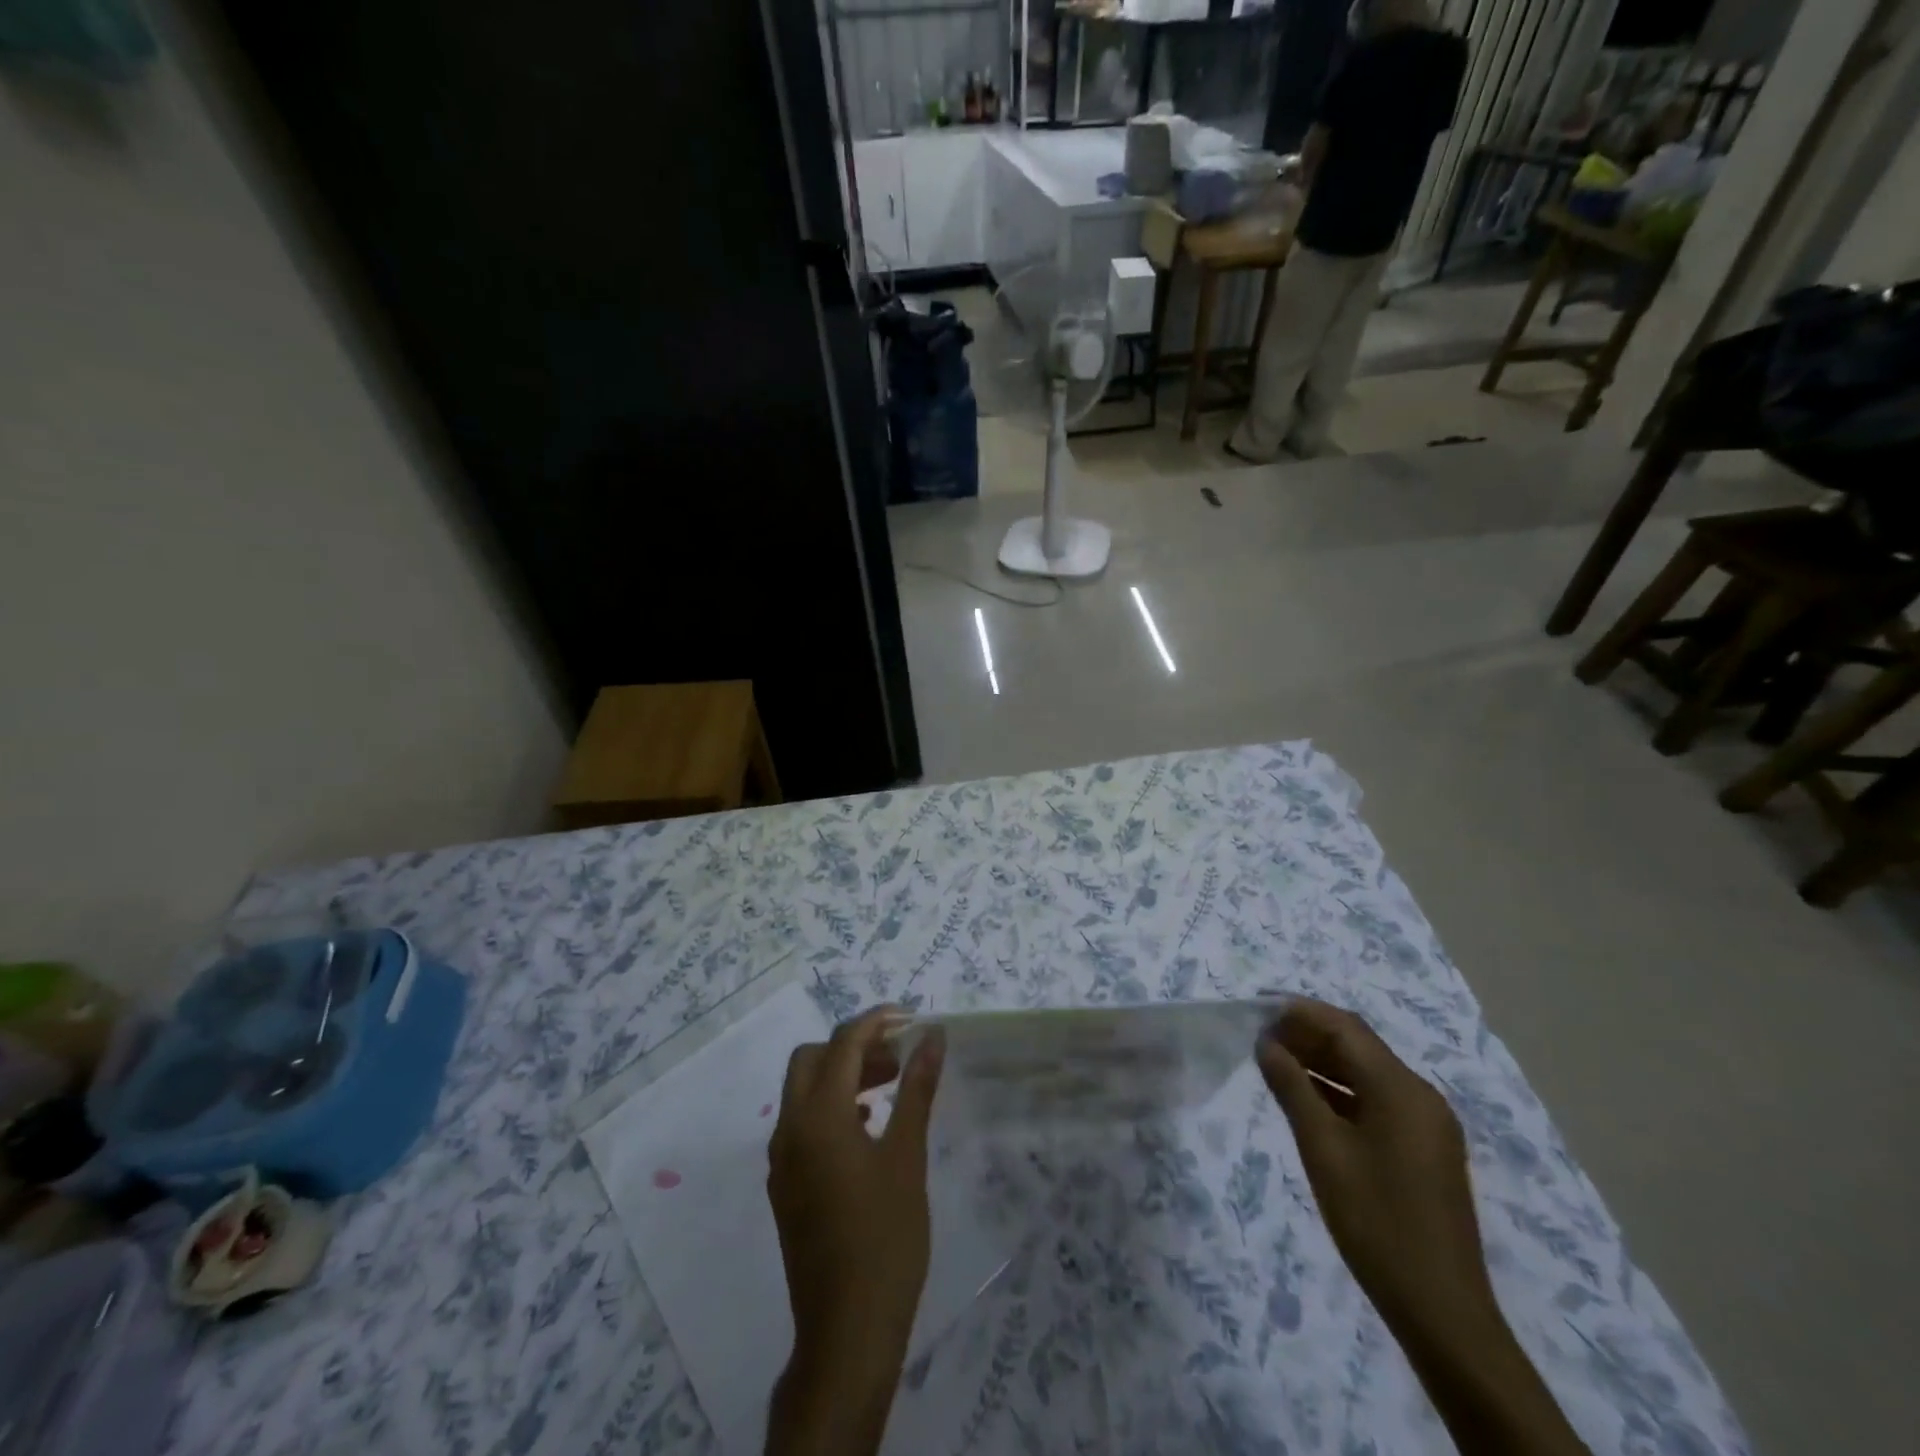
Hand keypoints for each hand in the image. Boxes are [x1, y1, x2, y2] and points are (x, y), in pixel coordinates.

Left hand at [766, 1007, 943, 1455]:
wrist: (847, 1331)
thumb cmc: (885, 1237)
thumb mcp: (908, 1156)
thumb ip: (917, 1088)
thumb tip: (933, 1036)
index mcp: (818, 1117)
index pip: (842, 1044)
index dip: (876, 1022)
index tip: (911, 1018)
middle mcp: (789, 1130)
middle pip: (811, 1059)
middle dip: (854, 1046)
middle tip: (899, 1055)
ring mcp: (782, 1161)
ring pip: (804, 1091)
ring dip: (843, 1075)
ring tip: (891, 1085)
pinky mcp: (786, 1187)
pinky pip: (803, 1123)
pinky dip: (832, 1107)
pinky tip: (868, 1126)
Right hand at [1258, 1000, 1593, 1455]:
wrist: (1440, 1310)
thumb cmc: (1375, 1221)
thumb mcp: (1323, 1149)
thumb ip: (1292, 1088)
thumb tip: (1266, 1044)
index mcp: (1402, 1089)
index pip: (1345, 1027)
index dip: (1300, 1013)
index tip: (1258, 1011)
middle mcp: (1420, 1096)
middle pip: (1358, 1046)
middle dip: (1308, 1035)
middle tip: (1259, 1037)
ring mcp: (1426, 1124)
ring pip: (1367, 1073)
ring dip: (1322, 1061)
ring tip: (1274, 1062)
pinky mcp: (1424, 1148)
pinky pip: (1377, 1100)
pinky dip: (1340, 1090)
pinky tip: (1307, 1098)